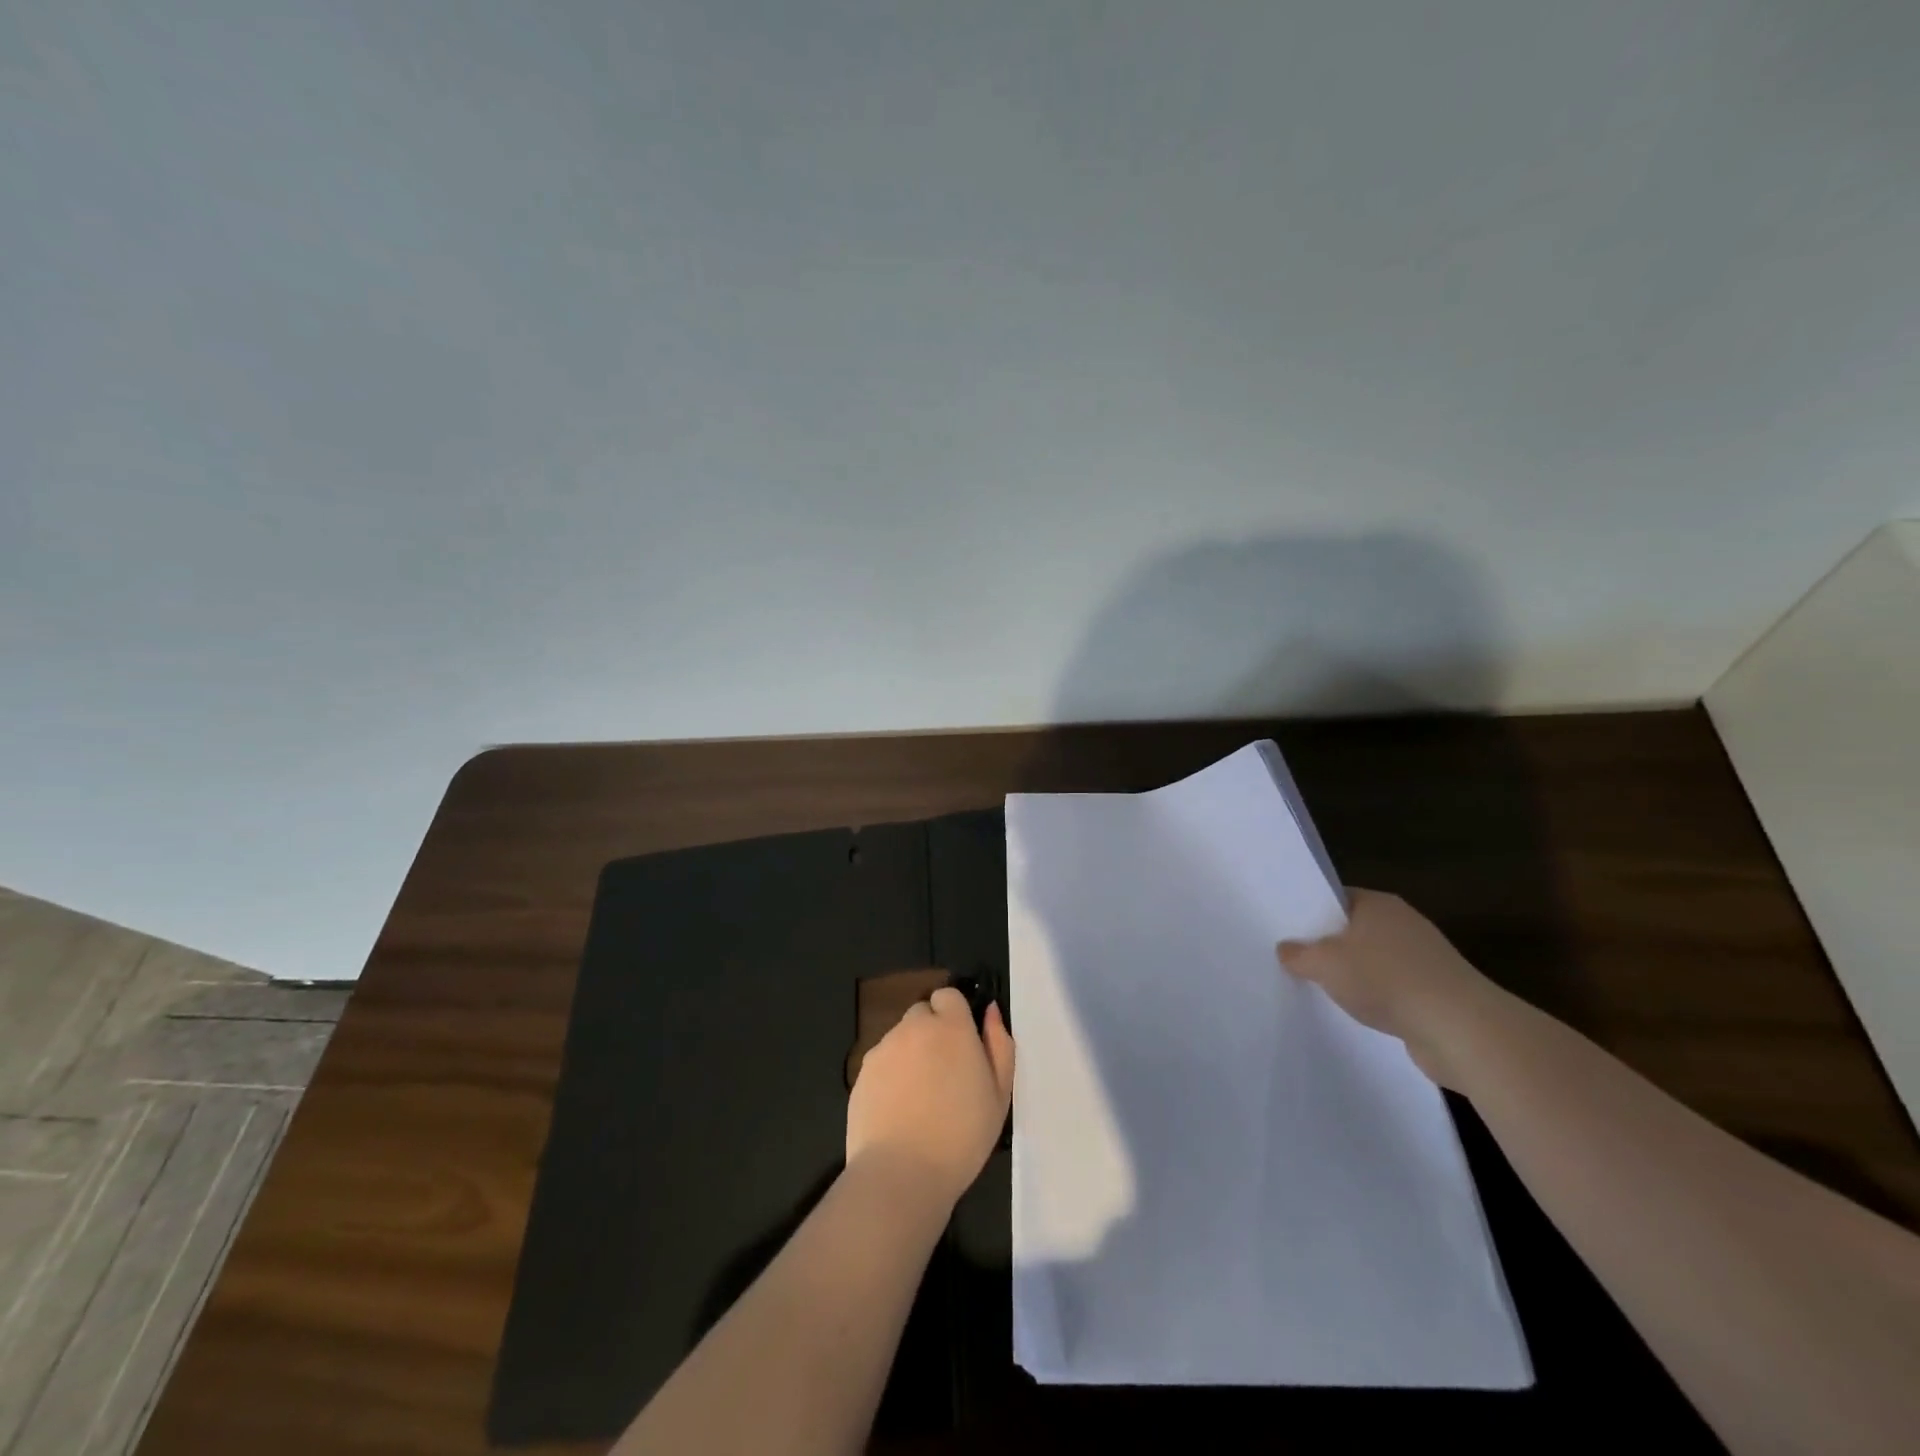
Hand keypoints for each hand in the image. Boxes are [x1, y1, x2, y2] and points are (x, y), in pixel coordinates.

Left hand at [847, 987, 1014, 1210]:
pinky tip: (898, 1110)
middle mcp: (913, 1027)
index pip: (948, 996)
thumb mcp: (1000, 1094)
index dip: (955, 1016)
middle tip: (944, 1074)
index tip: (962, 1045)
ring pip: (900, 1038)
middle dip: (932, 1032)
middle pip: (922, 1013)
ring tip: (921, 1098)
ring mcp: (883, 1049)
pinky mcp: (862, 1073)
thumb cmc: (962, 1136)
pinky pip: (881, 1062)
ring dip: (911, 1053)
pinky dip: (890, 1076)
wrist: (901, 1173)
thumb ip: (999, 1044)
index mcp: (950, 1027)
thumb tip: (990, 1011)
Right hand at [1278, 888, 1500, 1087]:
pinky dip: (1378, 999)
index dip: (1310, 911)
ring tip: (1323, 990)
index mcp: (1378, 904)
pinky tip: (1359, 1014)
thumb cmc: (1386, 979)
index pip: (1336, 898)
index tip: (1287, 930)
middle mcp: (1404, 923)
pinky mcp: (1438, 992)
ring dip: (1354, 976)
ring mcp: (1425, 958)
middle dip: (1329, 946)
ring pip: (1375, 961)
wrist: (1460, 1030)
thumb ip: (1298, 954)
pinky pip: (1395, 989)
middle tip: (1296, 961)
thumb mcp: (1324, 963)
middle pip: (1355, 929)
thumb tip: (1286, 949)